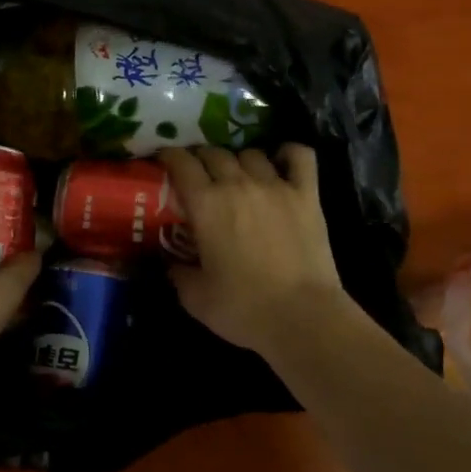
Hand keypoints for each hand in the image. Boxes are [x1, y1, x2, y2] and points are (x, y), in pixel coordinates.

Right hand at [158, 145, 353, 356]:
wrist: (302, 318)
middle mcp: (238, 184)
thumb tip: (172, 263)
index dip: (169, 156)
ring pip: (250, 153)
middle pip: (214, 153)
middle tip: (198, 175)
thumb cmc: (244, 309)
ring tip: (237, 175)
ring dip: (238, 160)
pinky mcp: (306, 195)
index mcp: (206, 203)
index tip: (164, 161)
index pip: (181, 162)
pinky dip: (288, 153)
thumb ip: (178, 273)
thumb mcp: (195, 298)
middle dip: (201, 158)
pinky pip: (300, 156)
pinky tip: (282, 160)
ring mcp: (275, 186)